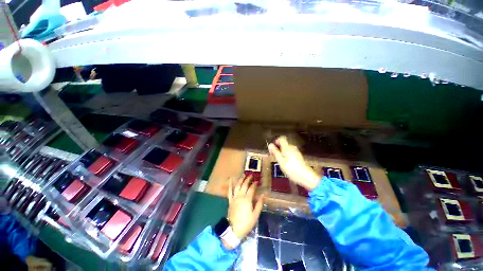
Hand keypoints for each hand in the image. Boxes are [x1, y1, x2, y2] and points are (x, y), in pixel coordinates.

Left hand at [227, 176, 263, 241]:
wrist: (234, 229)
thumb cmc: (246, 223)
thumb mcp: (255, 215)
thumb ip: (259, 204)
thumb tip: (263, 195)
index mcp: (247, 199)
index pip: (252, 188)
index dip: (254, 184)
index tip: (257, 181)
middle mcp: (240, 196)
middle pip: (244, 185)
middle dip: (248, 179)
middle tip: (251, 175)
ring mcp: (234, 197)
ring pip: (237, 186)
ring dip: (240, 180)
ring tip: (243, 175)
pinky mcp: (230, 200)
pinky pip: (229, 191)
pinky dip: (230, 185)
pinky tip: (230, 179)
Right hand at [268, 136, 320, 190]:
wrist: (305, 176)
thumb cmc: (291, 168)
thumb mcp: (280, 161)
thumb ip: (275, 152)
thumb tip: (270, 144)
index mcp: (287, 147)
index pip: (282, 139)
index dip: (276, 141)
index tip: (273, 147)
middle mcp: (292, 147)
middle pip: (284, 144)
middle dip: (278, 148)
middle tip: (273, 155)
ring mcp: (296, 152)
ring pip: (287, 148)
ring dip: (281, 152)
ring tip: (278, 160)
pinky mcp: (298, 156)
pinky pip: (290, 152)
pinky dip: (286, 155)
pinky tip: (285, 162)